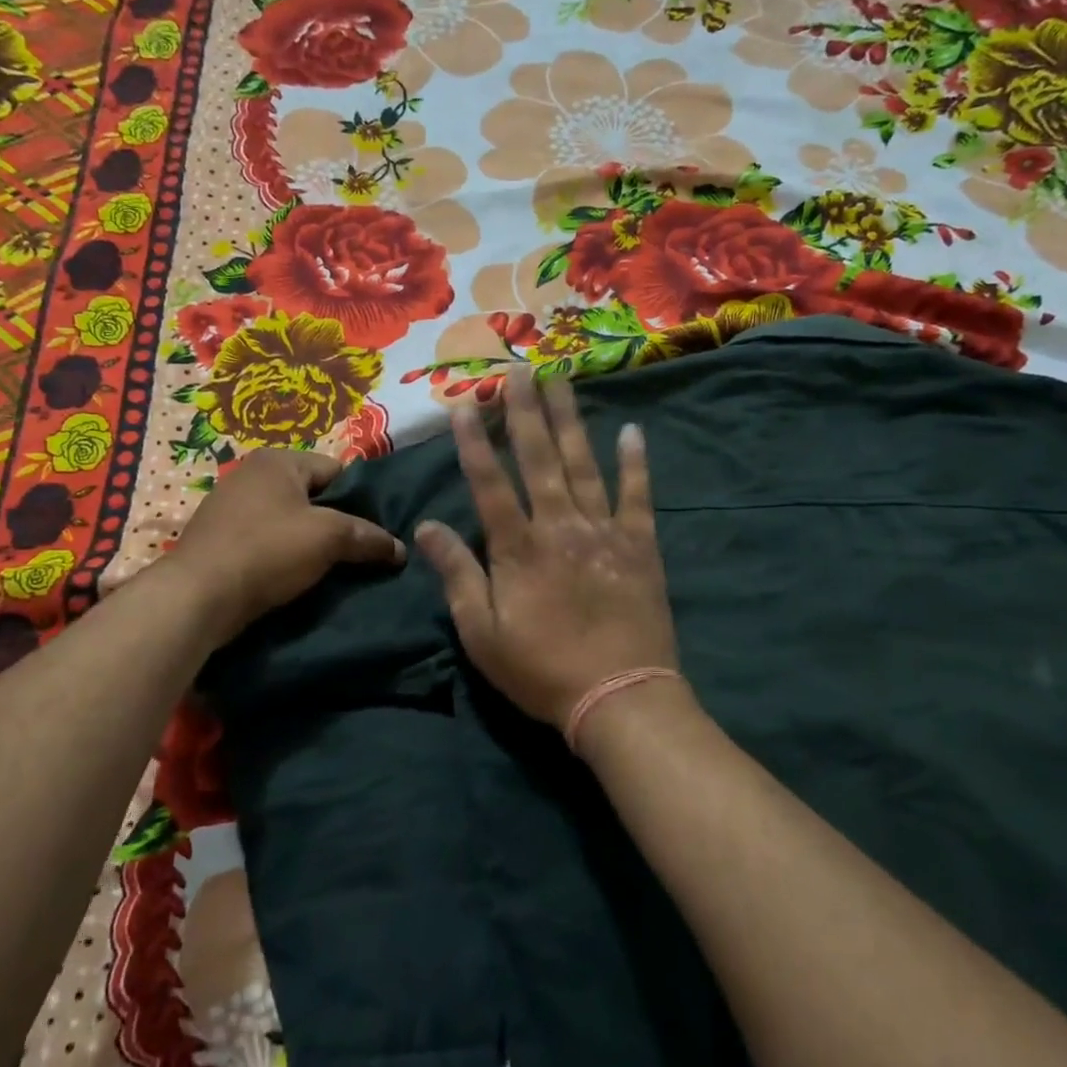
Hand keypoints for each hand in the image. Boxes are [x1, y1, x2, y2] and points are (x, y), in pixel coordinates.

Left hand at [167, 449, 404, 645]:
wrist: (198, 596)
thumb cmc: (268, 551)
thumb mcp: (329, 538)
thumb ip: (369, 537)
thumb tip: (400, 549)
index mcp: (278, 460)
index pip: (337, 470)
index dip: (361, 500)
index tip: (375, 530)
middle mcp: (251, 475)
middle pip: (312, 496)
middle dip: (336, 522)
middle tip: (358, 551)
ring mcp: (230, 507)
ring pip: (289, 521)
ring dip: (310, 542)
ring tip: (332, 568)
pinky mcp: (219, 539)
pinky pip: (266, 540)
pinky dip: (283, 555)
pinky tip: (296, 578)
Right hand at [415, 367, 678, 733]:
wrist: (619, 697)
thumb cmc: (541, 670)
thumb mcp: (482, 633)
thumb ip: (457, 574)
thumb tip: (427, 526)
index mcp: (517, 548)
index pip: (489, 483)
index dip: (473, 442)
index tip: (464, 403)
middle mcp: (559, 526)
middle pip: (539, 458)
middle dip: (525, 412)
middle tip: (520, 369)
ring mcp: (604, 531)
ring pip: (584, 464)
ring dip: (571, 420)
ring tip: (563, 379)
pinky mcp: (640, 546)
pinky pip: (638, 495)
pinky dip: (636, 462)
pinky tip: (632, 431)